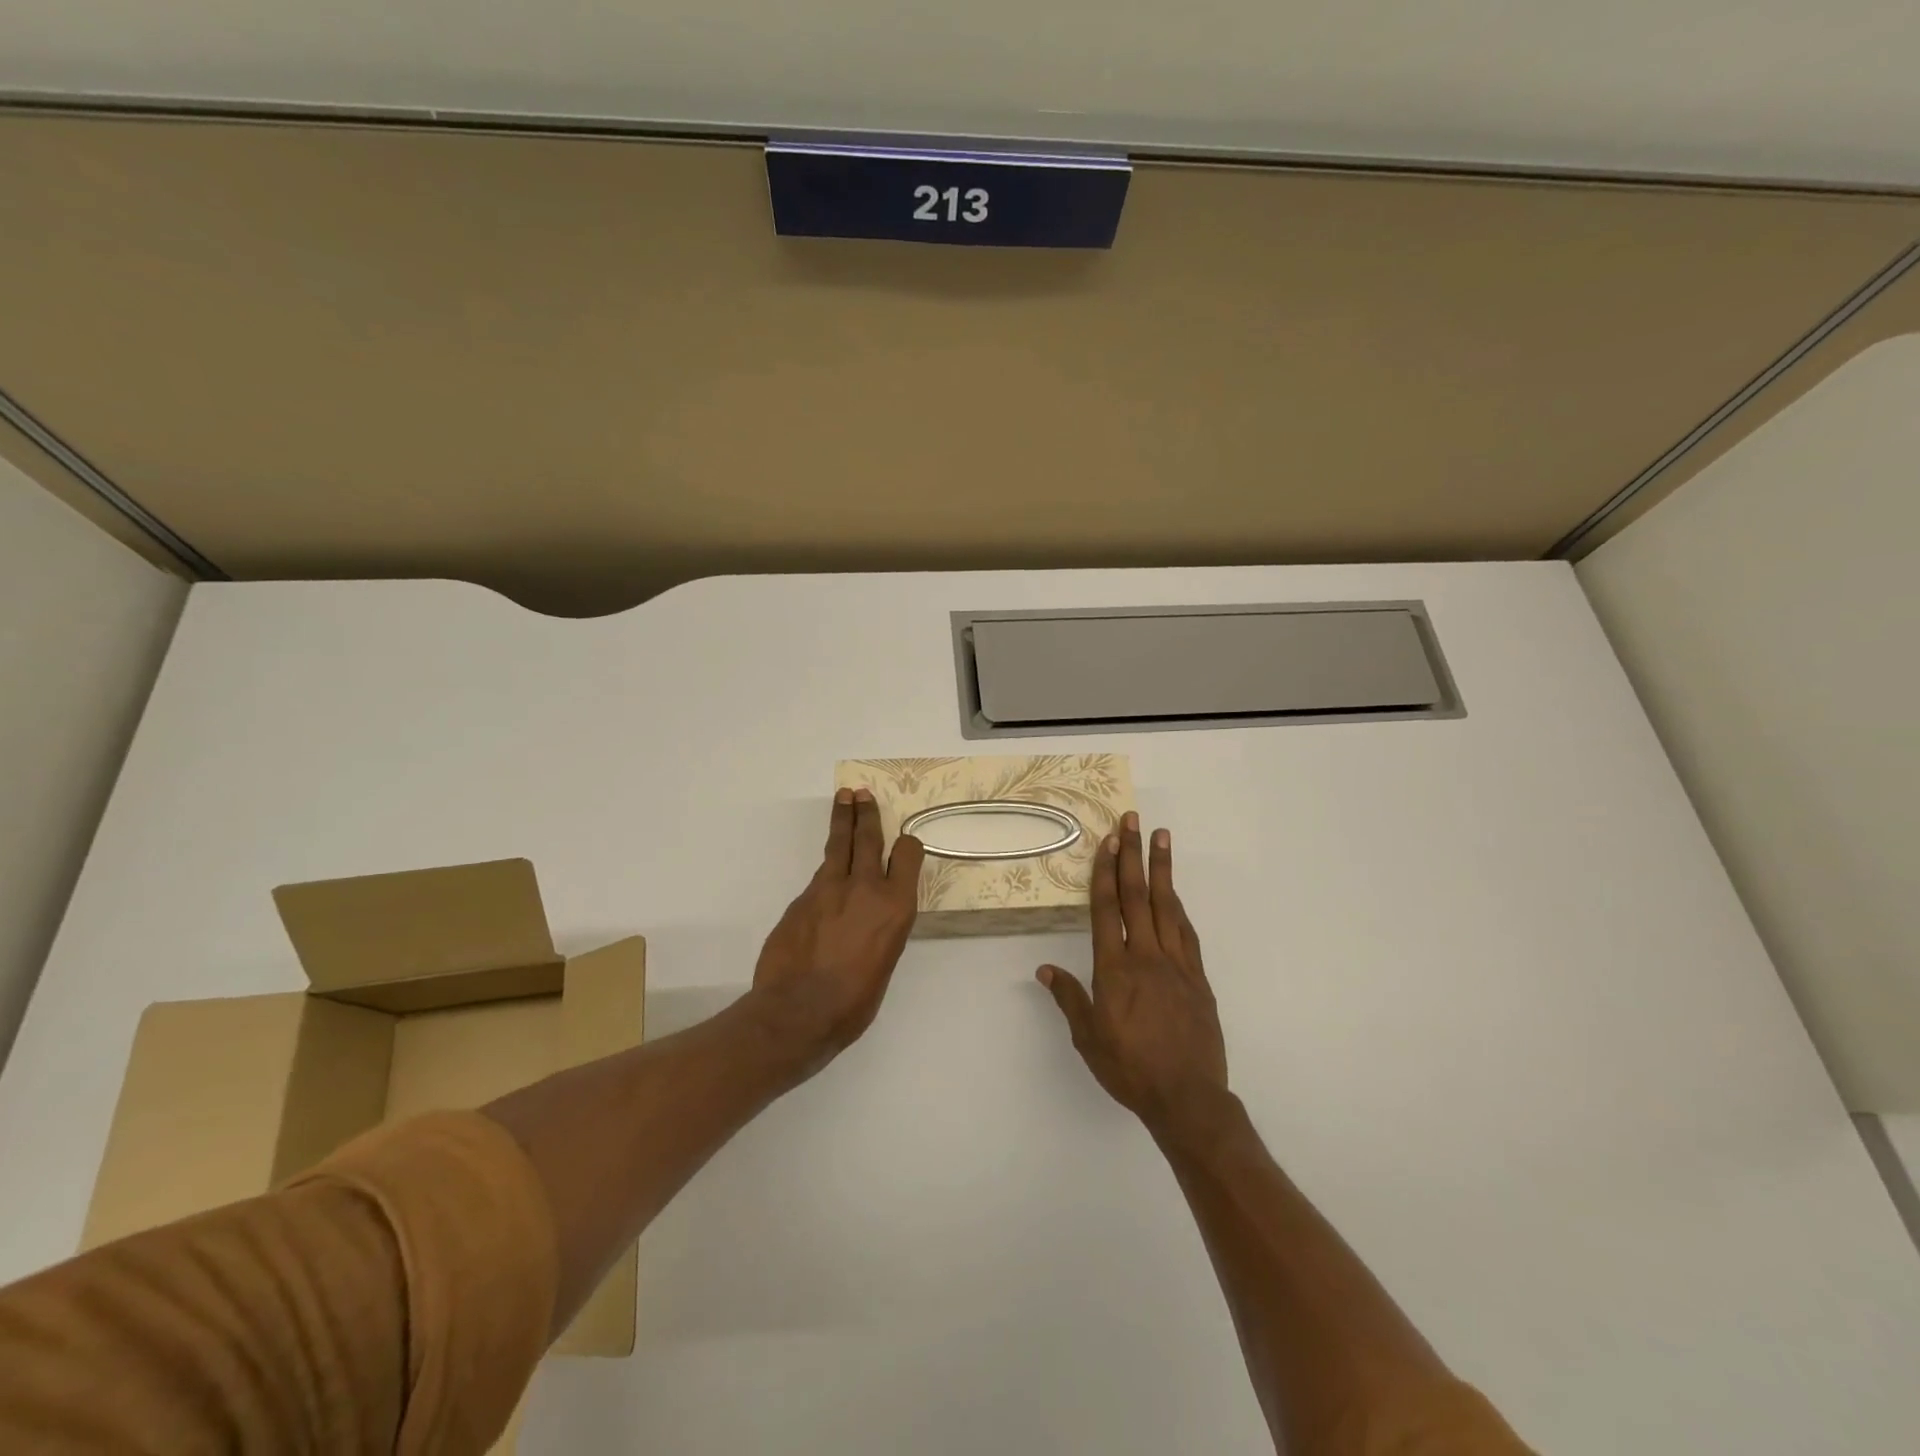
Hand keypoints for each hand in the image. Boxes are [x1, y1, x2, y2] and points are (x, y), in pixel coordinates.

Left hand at [750, 787, 923, 1073]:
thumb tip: (870, 919)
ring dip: (842, 820)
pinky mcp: (802, 897)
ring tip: (844, 798)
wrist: (797, 1012)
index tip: (903, 844)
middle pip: (868, 837)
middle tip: (862, 793)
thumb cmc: (853, 1002)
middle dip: (866, 812)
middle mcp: (865, 887)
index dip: (906, 846)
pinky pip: (819, 876)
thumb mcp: (885, 962)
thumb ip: (881, 929)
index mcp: (895, 907)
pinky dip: (826, 869)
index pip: (907, 855)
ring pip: (838, 845)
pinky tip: (826, 875)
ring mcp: (829, 888)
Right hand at [1038, 812, 1227, 1133]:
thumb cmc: (1130, 1069)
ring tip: (1162, 838)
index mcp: (1115, 969)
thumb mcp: (1088, 1038)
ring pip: (1167, 906)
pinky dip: (1178, 907)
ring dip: (1162, 870)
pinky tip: (1175, 895)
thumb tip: (1045, 969)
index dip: (1106, 872)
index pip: (1108, 909)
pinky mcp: (1198, 978)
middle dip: (1133, 855)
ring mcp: (1176, 964)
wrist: (1187, 1097)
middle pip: (1138, 896)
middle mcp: (1146, 957)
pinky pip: (1186, 932)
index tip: (1108, 841)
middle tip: (1133, 820)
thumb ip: (1069, 999)